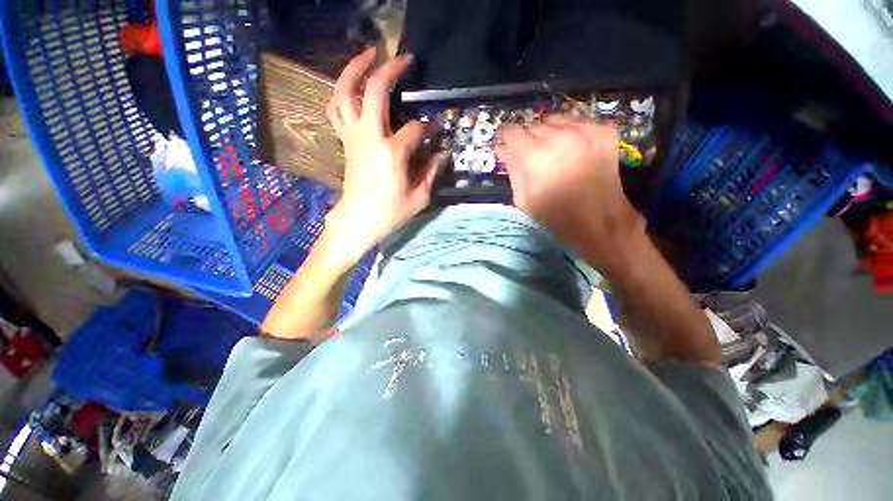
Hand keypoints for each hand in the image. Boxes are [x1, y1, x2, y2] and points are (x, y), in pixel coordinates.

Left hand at [325, 48, 439, 259]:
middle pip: (375, 91)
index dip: (429, 127)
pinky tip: (351, 86)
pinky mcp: (345, 140)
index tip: (436, 130)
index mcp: (392, 153)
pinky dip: (341, 92)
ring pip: (345, 92)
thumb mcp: (419, 196)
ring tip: (368, 55)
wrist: (358, 219)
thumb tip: (440, 153)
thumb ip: (431, 172)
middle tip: (403, 58)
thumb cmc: (390, 212)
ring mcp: (353, 136)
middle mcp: (370, 136)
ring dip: (354, 69)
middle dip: (389, 70)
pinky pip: (336, 109)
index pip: (416, 129)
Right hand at [496, 116, 645, 274]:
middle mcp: (559, 135)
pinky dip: (573, 132)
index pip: (511, 132)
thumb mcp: (523, 199)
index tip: (507, 144)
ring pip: (556, 120)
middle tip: (533, 156)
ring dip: (550, 133)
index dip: (506, 138)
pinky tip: (574, 150)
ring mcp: (585, 130)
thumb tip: (503, 148)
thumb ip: (512, 169)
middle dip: (529, 139)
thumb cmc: (555, 216)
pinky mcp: (604, 130)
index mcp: (534, 156)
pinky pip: (580, 122)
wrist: (599, 221)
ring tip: (554, 152)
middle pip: (533, 125)